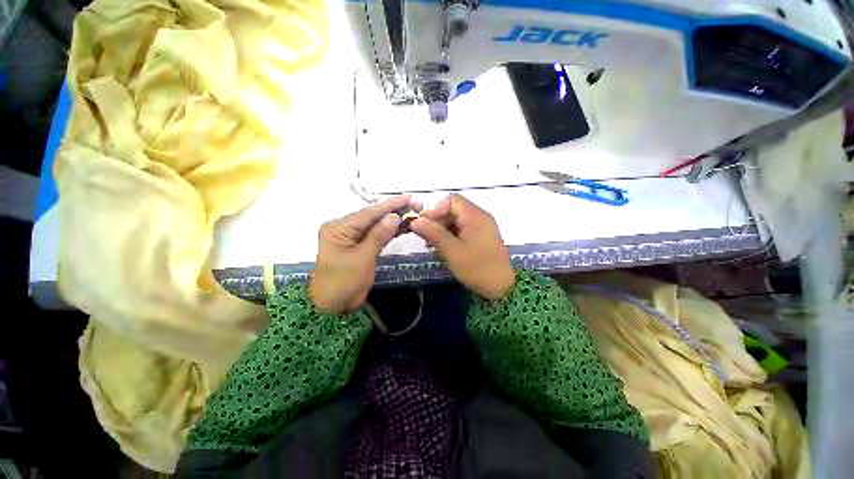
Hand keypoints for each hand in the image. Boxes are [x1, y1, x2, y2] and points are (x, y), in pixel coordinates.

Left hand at [309, 196, 411, 313]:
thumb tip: (394, 216)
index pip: (368, 213)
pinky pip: (377, 235)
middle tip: (417, 206)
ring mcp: (352, 237)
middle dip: (395, 211)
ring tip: (414, 214)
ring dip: (395, 221)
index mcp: (339, 228)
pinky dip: (390, 232)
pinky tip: (405, 227)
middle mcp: (345, 228)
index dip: (390, 205)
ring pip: (377, 225)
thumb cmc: (343, 283)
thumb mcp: (362, 258)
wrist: (333, 306)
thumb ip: (378, 236)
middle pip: (373, 217)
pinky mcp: (360, 246)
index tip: (408, 197)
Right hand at [410, 194, 514, 299]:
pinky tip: (442, 247)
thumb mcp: (452, 251)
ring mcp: (482, 227)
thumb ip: (433, 233)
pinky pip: (463, 230)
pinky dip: (451, 235)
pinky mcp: (482, 237)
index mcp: (475, 216)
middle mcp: (480, 217)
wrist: (502, 288)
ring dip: (442, 229)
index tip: (425, 224)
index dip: (436, 209)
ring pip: (457, 220)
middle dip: (437, 220)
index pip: (452, 200)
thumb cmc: (477, 268)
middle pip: (454, 210)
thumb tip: (414, 221)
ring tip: (431, 244)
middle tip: (425, 236)